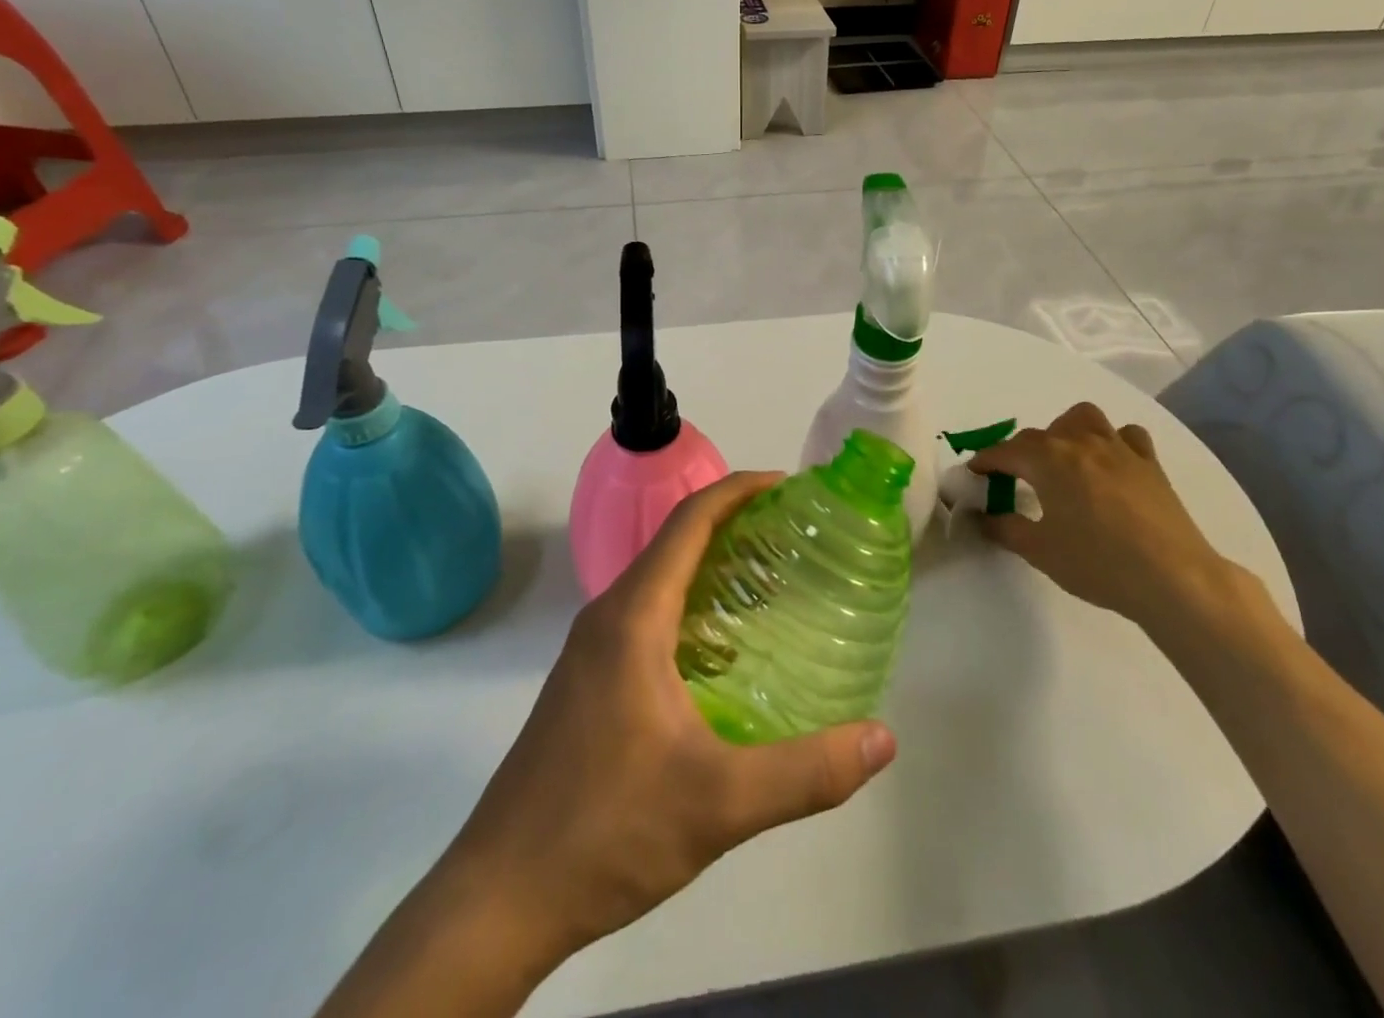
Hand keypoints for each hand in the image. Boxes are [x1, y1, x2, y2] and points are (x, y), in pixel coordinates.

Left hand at [448, 472, 897, 960]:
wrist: (500, 897)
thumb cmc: (607, 831)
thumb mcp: (719, 804)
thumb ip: (807, 772)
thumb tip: (884, 738)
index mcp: (633, 617)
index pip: (690, 521)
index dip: (738, 490)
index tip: (787, 486)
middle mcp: (608, 617)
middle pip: (675, 542)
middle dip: (733, 523)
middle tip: (793, 534)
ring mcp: (591, 650)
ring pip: (659, 581)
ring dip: (710, 566)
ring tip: (770, 584)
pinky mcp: (586, 682)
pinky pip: (646, 616)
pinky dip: (690, 606)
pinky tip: (725, 654)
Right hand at [969, 403, 1231, 629]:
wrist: (1173, 578)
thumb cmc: (1098, 563)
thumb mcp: (1039, 551)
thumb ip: (1004, 528)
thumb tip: (980, 517)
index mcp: (1048, 460)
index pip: (1005, 451)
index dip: (985, 461)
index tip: (974, 473)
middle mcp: (1080, 443)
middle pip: (1040, 434)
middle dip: (1020, 451)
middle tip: (1016, 479)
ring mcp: (1119, 449)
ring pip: (1084, 418)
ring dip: (1066, 431)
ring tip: (1063, 458)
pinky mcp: (1149, 463)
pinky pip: (1127, 435)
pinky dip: (1113, 441)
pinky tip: (1110, 463)